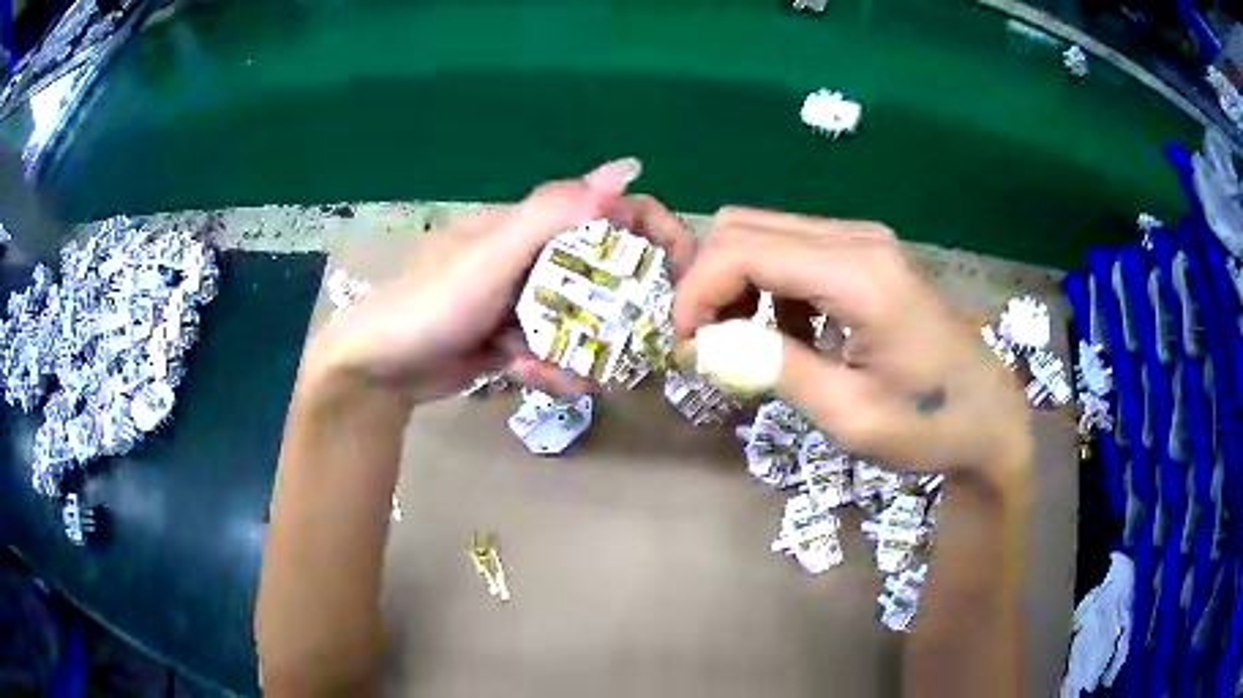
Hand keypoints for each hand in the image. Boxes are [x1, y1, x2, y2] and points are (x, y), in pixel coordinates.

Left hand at [303, 159, 694, 404]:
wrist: (378, 369)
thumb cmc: (431, 303)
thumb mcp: (492, 256)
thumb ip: (555, 213)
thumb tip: (629, 167)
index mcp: (533, 225)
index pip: (610, 211)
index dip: (653, 232)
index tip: (681, 271)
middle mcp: (535, 257)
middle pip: (605, 275)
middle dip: (619, 313)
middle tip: (629, 344)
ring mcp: (527, 302)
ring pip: (586, 323)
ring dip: (580, 353)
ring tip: (548, 371)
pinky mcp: (518, 340)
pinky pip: (558, 353)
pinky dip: (552, 370)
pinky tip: (524, 378)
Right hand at [675, 207, 1030, 477]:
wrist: (988, 416)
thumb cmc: (928, 425)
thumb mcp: (847, 414)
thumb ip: (771, 368)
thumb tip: (698, 345)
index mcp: (858, 273)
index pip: (741, 250)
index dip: (696, 293)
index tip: (685, 348)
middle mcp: (856, 237)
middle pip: (743, 227)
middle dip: (709, 284)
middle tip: (709, 347)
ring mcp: (863, 240)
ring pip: (763, 234)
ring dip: (738, 286)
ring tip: (749, 346)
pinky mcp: (866, 253)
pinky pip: (792, 250)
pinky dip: (768, 288)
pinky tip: (792, 334)